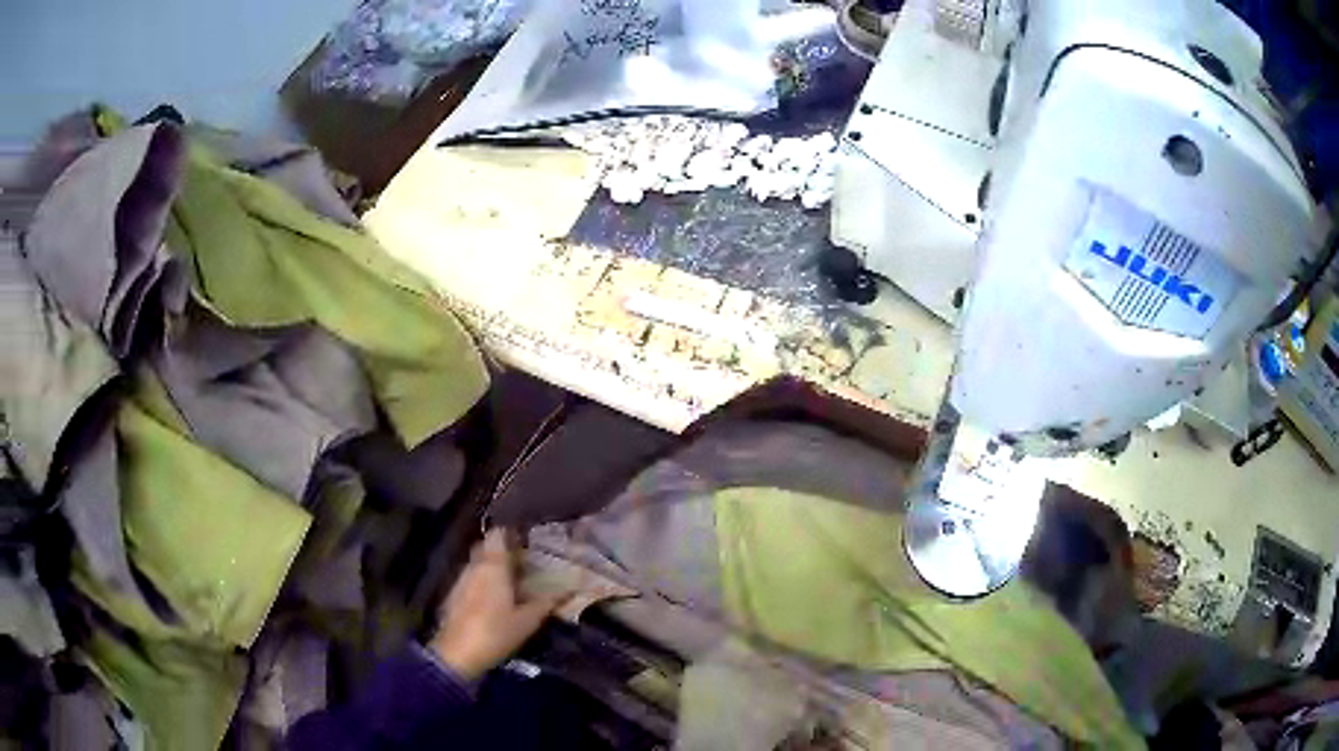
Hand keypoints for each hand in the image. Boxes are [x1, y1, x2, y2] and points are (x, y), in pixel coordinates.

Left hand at [428, 529, 566, 679]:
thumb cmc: (496, 631)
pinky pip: (471, 577)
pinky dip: (483, 580)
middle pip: (487, 547)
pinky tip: (496, 596)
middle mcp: (474, 566)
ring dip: (493, 565)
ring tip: (514, 578)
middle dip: (503, 549)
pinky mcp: (454, 594)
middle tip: (525, 558)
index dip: (512, 531)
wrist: (457, 653)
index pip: (498, 534)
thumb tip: (570, 590)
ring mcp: (461, 579)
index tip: (528, 536)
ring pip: (478, 562)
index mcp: (493, 565)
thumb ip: (547, 602)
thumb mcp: (528, 620)